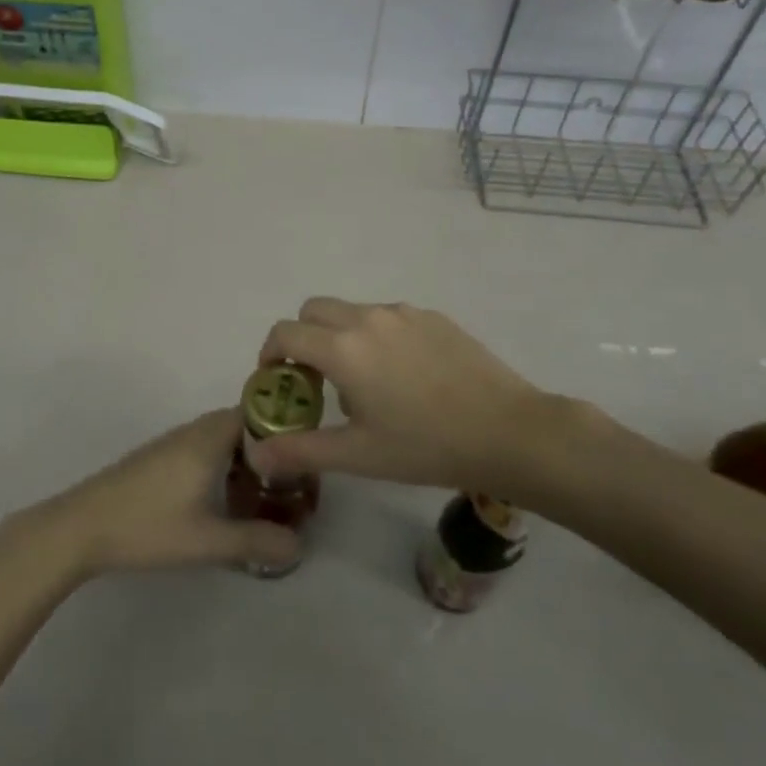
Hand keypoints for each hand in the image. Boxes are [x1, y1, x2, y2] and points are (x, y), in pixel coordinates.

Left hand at [35, 409, 298, 577]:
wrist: (82, 526)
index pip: (259, 412)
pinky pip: (205, 449)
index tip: (306, 459)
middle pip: (243, 425)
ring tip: (264, 496)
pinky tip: (223, 501)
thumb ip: (256, 542)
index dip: (285, 430)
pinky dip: (224, 466)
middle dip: (269, 450)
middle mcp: (195, 430)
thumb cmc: (149, 525)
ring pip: (222, 439)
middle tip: (291, 484)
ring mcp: (174, 442)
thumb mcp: (208, 540)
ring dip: (245, 459)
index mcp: (210, 436)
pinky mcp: (160, 458)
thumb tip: (298, 546)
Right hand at [246, 298, 599, 497]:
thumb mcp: (359, 455)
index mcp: (343, 348)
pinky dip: (377, 336)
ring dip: (340, 335)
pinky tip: (404, 376)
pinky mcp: (433, 317)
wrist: (509, 431)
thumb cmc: (427, 446)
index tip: (276, 380)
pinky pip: (388, 317)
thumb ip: (302, 450)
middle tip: (314, 379)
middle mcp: (368, 318)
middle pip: (314, 310)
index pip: (286, 332)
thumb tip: (256, 455)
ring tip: (363, 381)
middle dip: (302, 337)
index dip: (271, 353)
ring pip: (353, 311)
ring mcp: (403, 313)